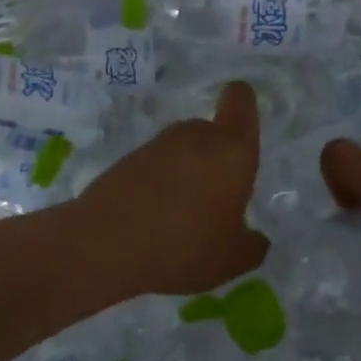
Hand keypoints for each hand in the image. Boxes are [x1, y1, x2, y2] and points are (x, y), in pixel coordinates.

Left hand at [77, 81, 269, 295]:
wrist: (104, 246)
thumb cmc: (183, 247)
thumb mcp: (232, 260)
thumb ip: (253, 245)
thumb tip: (256, 239)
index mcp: (231, 150)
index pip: (240, 99)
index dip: (243, 105)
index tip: (243, 131)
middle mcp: (195, 136)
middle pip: (211, 130)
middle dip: (216, 157)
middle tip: (216, 198)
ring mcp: (157, 145)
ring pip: (183, 149)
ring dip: (187, 172)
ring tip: (182, 216)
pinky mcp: (127, 159)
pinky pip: (156, 165)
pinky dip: (159, 183)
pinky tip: (154, 220)